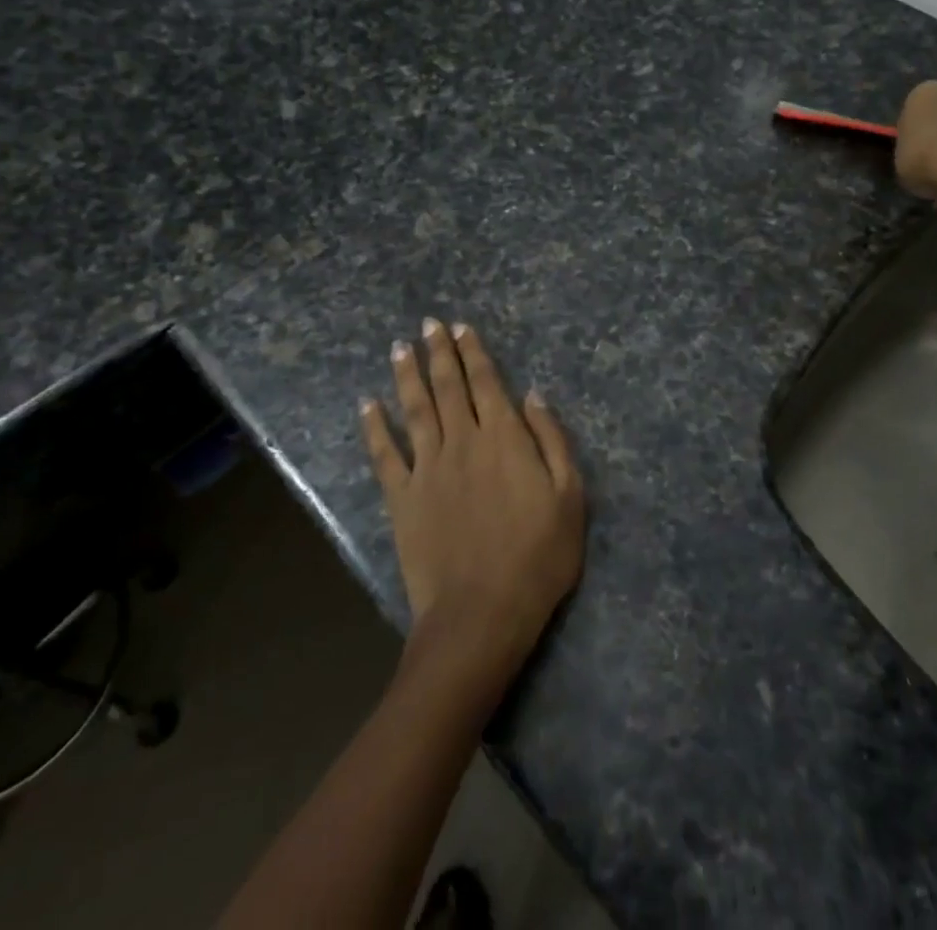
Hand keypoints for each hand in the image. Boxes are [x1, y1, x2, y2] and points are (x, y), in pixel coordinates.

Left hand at [361, 320, 584, 692]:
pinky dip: (374, 428)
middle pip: (448, 387)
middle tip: (428, 324)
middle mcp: (463, 442)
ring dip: (407, 377)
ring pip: (415, 410)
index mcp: (504, 438)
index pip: (486, 383)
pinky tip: (366, 406)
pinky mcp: (403, 499)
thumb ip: (552, 439)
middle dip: (439, 352)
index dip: (473, 352)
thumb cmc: (538, 556)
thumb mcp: (570, 496)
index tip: (461, 327)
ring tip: (400, 348)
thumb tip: (533, 394)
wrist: (482, 613)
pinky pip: (385, 455)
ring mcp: (428, 469)